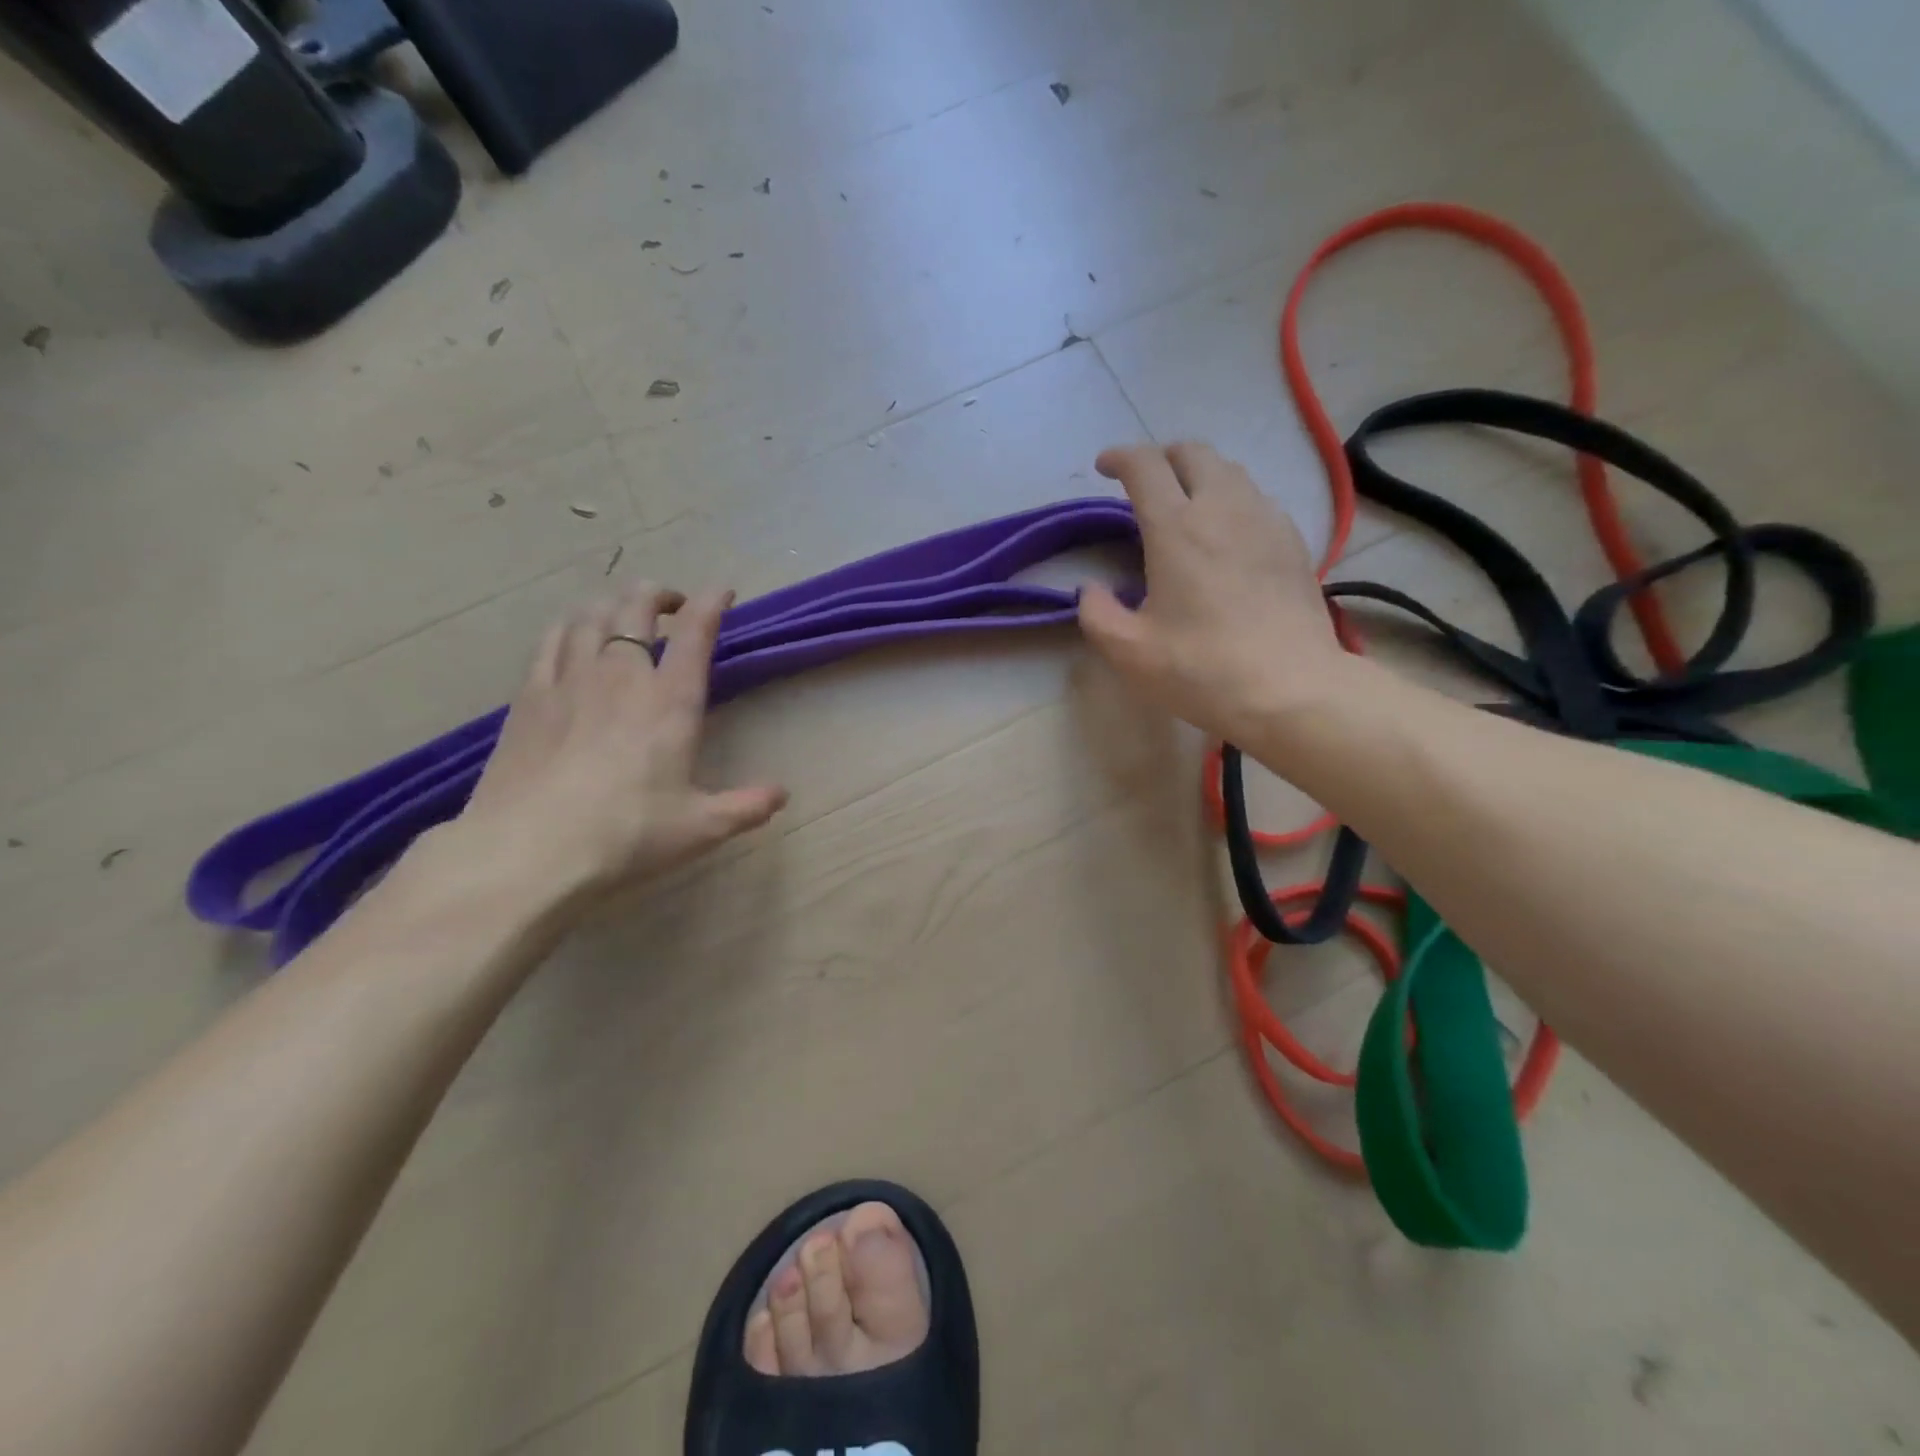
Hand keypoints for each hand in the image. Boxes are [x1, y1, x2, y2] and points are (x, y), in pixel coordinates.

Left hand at [454, 582, 787, 905]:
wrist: (529, 851)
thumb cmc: (627, 835)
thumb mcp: (701, 828)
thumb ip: (746, 807)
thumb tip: (782, 794)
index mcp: (670, 701)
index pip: (695, 633)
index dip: (712, 603)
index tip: (724, 592)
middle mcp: (621, 676)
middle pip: (636, 608)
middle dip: (659, 594)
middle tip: (673, 604)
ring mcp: (569, 681)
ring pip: (590, 615)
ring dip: (613, 603)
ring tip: (625, 612)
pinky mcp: (529, 697)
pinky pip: (551, 640)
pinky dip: (570, 625)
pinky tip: (572, 634)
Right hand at [1078, 441, 1350, 744]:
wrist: (1291, 690)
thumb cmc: (1201, 669)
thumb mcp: (1128, 651)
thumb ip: (1096, 613)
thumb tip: (1092, 590)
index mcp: (1176, 528)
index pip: (1145, 466)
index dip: (1120, 457)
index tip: (1104, 468)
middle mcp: (1223, 508)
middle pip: (1193, 453)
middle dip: (1163, 457)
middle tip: (1146, 484)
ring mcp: (1265, 520)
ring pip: (1230, 471)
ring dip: (1200, 476)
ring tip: (1185, 506)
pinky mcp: (1293, 542)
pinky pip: (1257, 499)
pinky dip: (1232, 501)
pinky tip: (1227, 536)